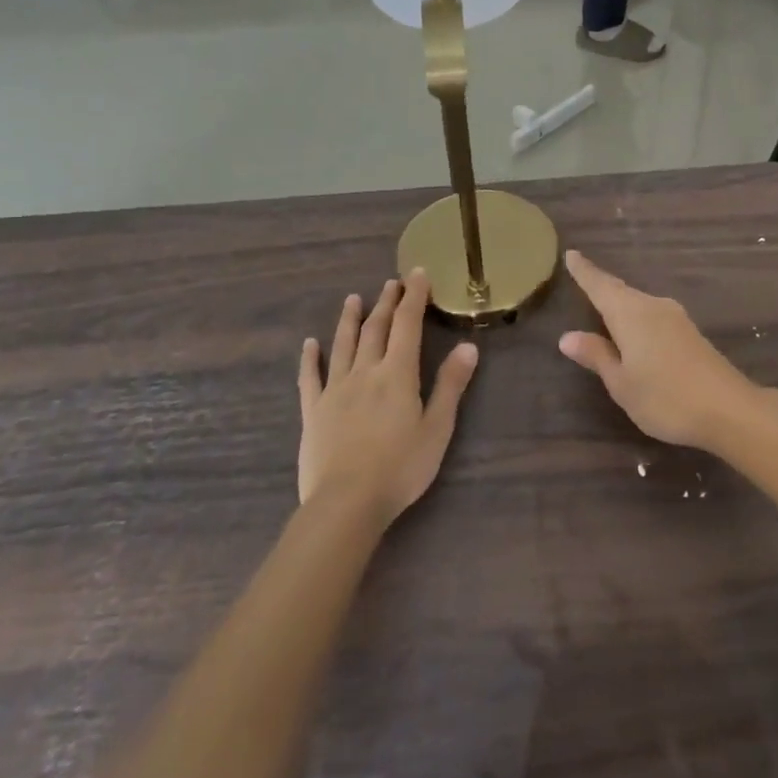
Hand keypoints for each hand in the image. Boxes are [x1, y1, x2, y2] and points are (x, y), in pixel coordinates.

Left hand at [297, 271, 477, 525]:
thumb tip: (468, 346)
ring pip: (343, 345)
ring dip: (349, 320)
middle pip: (376, 329)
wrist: (346, 503)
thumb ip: (450, 385)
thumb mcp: (438, 428)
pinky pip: (310, 378)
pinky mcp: (313, 412)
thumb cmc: (401, 467)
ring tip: (353, 299)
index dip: (413, 297)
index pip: (407, 324)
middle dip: (386, 303)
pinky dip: (310, 358)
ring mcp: (335, 390)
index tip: (417, 274)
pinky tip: (309, 344)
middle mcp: (365, 371)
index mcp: (397, 373)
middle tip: (391, 282)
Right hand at [557, 250, 759, 450]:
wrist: (729, 410)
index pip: (601, 286)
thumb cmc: (666, 398)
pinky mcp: (690, 332)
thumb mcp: (622, 383)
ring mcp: (675, 318)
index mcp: (630, 314)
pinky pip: (653, 315)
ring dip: (621, 301)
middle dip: (602, 285)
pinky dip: (637, 315)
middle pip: (621, 291)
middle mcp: (653, 306)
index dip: (584, 271)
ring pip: (638, 302)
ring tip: (603, 302)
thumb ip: (597, 356)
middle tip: (582, 275)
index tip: (571, 253)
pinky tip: (635, 328)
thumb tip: (567, 336)